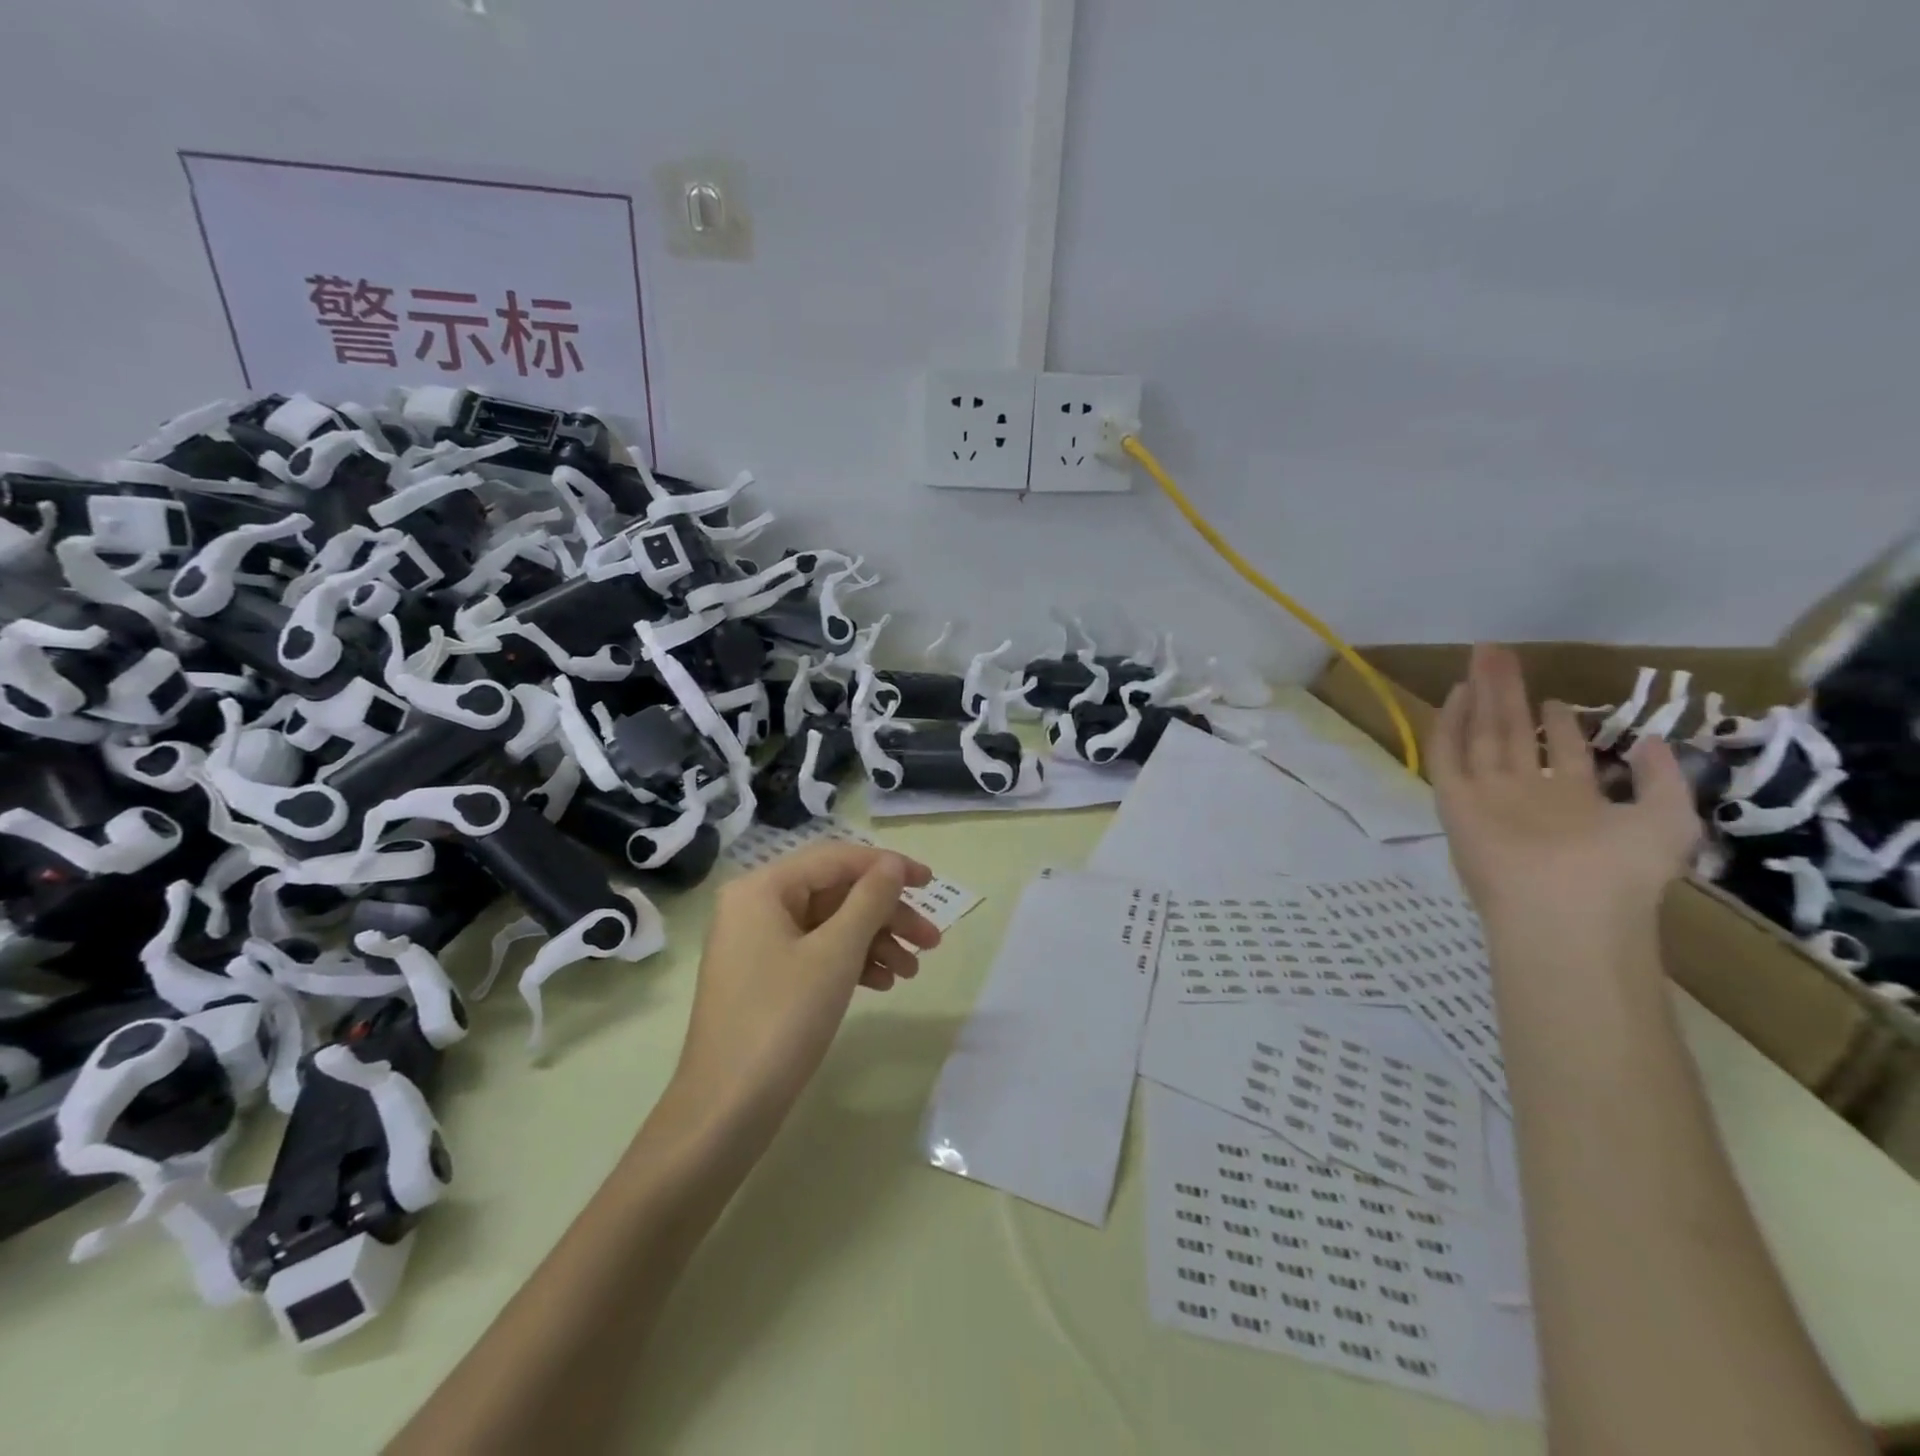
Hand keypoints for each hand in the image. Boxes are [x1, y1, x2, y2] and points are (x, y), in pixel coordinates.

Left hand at [670, 843, 941, 1128]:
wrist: (726, 1110)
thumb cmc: (782, 1019)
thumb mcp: (835, 953)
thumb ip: (869, 900)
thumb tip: (893, 865)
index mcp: (762, 888)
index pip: (837, 859)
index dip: (888, 866)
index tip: (932, 884)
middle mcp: (756, 906)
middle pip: (836, 893)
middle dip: (886, 914)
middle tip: (931, 941)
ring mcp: (757, 944)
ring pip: (830, 926)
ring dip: (875, 942)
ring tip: (912, 971)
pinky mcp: (764, 977)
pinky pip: (816, 953)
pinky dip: (851, 963)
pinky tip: (882, 983)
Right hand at [1430, 645, 1700, 929]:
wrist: (1565, 909)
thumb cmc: (1620, 872)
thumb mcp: (1667, 822)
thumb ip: (1664, 780)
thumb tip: (1647, 740)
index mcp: (1569, 803)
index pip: (1556, 754)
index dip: (1557, 724)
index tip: (1555, 698)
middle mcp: (1524, 794)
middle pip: (1511, 732)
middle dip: (1509, 692)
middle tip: (1500, 653)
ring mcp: (1486, 795)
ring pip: (1480, 734)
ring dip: (1481, 695)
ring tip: (1482, 658)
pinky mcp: (1454, 798)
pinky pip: (1446, 754)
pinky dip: (1450, 723)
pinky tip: (1458, 693)